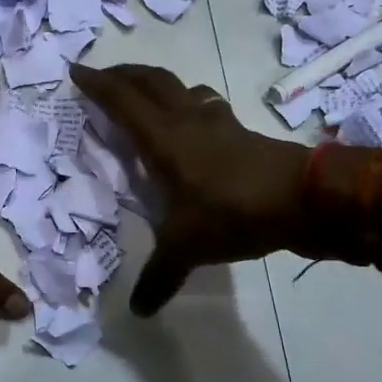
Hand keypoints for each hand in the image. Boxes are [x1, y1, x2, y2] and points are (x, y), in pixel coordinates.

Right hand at [71, 64, 373, 314]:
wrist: (304, 198)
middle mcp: (187, 121)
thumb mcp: (187, 248)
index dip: (97, 83)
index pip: (123, 101)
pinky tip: (195, 123)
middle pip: (151, 81)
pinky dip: (191, 105)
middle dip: (124, 74)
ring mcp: (218, 122)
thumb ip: (159, 276)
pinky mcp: (242, 133)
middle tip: (105, 78)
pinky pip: (207, 106)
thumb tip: (137, 311)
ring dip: (159, 85)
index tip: (76, 70)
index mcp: (163, 139)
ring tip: (147, 97)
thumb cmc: (233, 211)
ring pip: (182, 88)